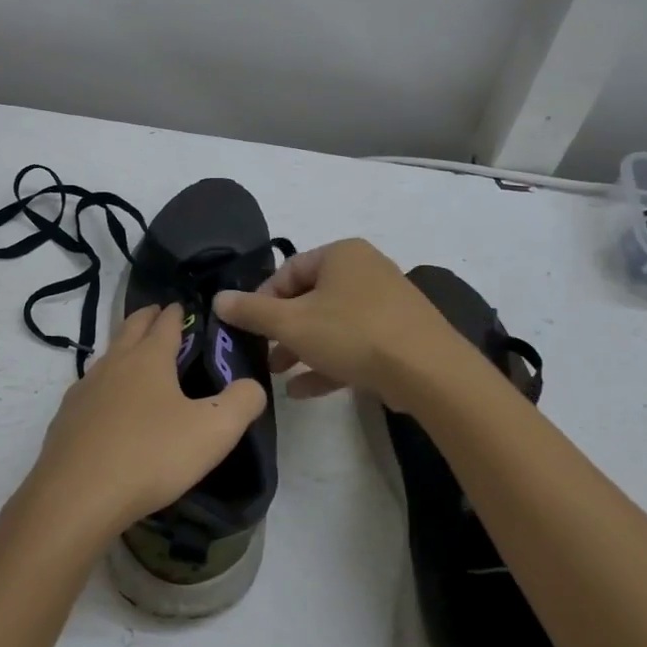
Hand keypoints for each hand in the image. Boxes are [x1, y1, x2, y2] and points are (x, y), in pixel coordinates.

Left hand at [26, 303, 267, 542]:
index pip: (165, 324)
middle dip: (146, 318)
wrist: (76, 497)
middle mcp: (114, 364)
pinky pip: (89, 390)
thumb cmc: (150, 456)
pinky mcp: (66, 419)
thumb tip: (252, 386)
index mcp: (149, 359)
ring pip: (107, 357)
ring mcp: (84, 390)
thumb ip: (242, 403)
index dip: (176, 313)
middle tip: (157, 313)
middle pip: (130, 329)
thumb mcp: (214, 431)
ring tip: (134, 356)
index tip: (180, 305)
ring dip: (122, 348)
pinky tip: (106, 405)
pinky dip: (103, 386)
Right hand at [213, 238, 463, 402]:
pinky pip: (355, 344)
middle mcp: (365, 271)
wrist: (428, 371)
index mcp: (341, 255)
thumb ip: (252, 311)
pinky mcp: (398, 336)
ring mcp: (386, 304)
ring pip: (332, 324)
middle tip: (262, 353)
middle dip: (283, 329)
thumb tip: (218, 299)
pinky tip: (304, 391)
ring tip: (279, 373)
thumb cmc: (353, 333)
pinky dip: (329, 362)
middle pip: (310, 298)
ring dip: (302, 348)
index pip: (289, 271)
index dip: (262, 299)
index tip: (248, 327)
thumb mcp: (293, 323)